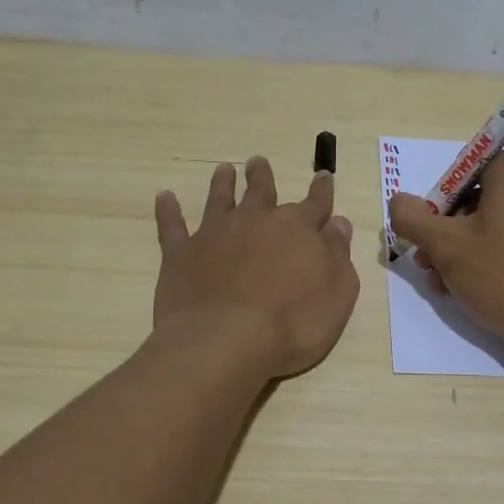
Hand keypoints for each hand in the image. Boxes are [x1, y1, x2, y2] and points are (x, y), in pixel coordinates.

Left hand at [153, 157, 358, 377]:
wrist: (226, 342)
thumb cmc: (294, 323)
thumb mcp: (338, 292)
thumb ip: (338, 253)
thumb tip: (337, 223)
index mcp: (298, 228)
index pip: (316, 203)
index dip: (322, 190)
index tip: (323, 175)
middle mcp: (256, 221)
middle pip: (261, 192)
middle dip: (262, 176)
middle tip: (257, 161)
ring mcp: (215, 235)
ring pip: (220, 200)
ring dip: (222, 184)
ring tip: (223, 169)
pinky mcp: (181, 255)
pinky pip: (173, 226)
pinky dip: (169, 211)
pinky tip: (164, 197)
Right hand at [387, 153, 503, 355]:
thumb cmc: (502, 275)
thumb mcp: (445, 245)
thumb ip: (412, 217)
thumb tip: (399, 202)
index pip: (466, 168)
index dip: (439, 197)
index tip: (427, 230)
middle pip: (476, 199)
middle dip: (445, 231)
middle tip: (427, 263)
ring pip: (492, 226)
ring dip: (461, 251)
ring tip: (444, 285)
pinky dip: (489, 261)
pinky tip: (472, 292)